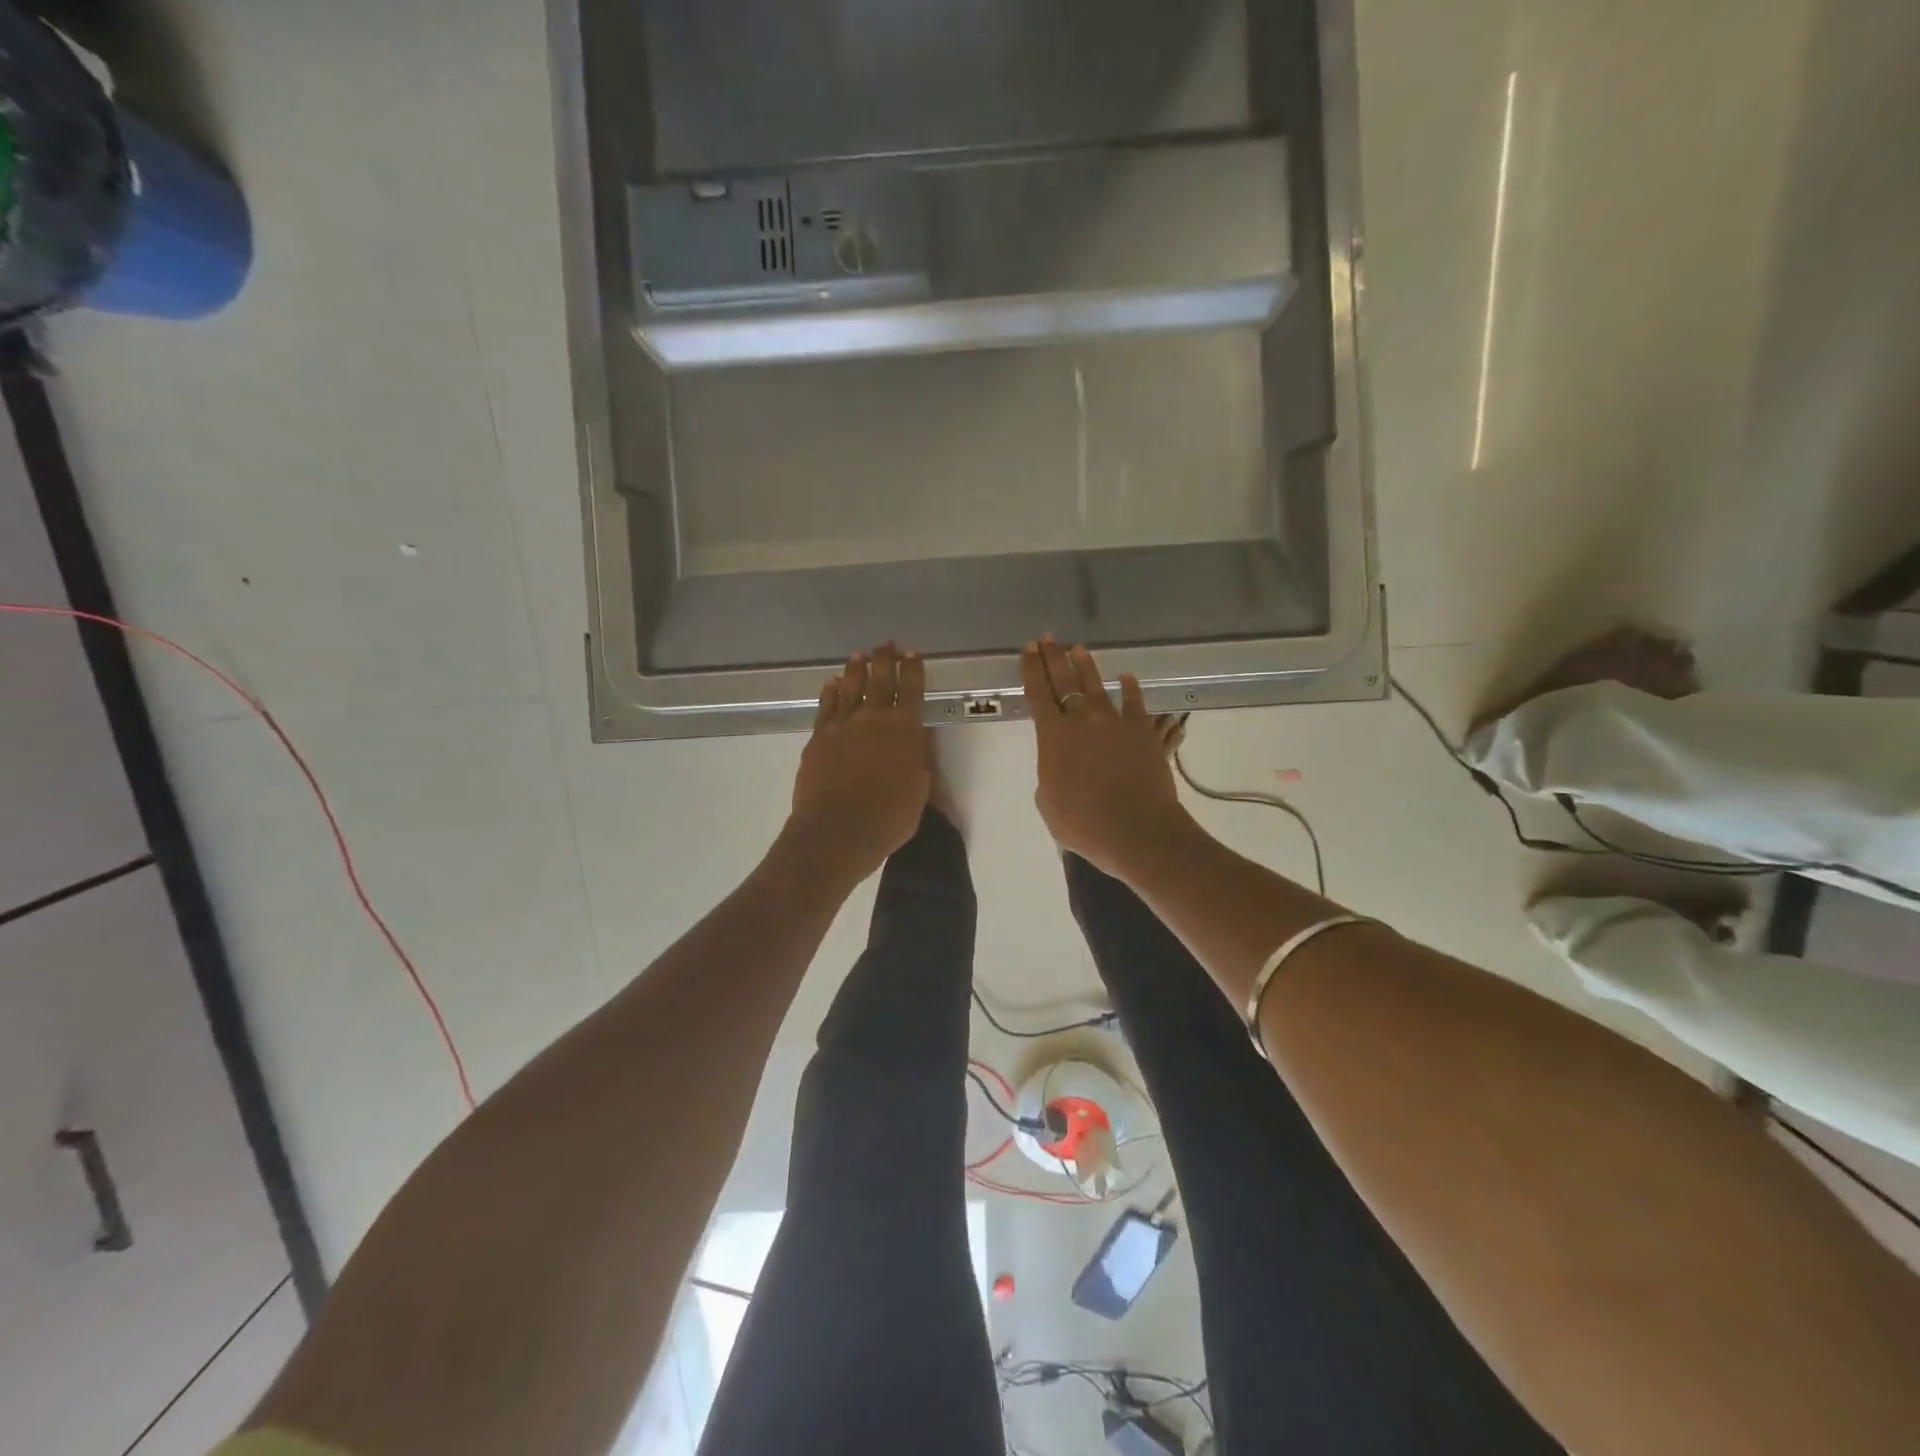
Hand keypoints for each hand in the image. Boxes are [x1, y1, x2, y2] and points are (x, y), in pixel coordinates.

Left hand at [788, 644, 930, 884]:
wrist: (837, 830)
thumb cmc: (889, 817)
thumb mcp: (920, 790)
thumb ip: (920, 759)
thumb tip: (920, 736)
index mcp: (905, 730)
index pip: (912, 690)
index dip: (913, 670)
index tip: (913, 654)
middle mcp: (873, 719)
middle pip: (880, 681)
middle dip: (885, 660)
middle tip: (886, 644)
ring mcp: (842, 726)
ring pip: (850, 688)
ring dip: (855, 670)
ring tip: (859, 656)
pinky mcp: (818, 738)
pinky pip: (826, 707)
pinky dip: (830, 693)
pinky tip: (831, 684)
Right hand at [1022, 638, 1190, 876]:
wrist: (1134, 827)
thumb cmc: (1083, 823)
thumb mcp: (1048, 803)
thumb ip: (1050, 777)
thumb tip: (1060, 768)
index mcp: (1053, 737)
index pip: (1037, 694)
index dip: (1031, 670)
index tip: (1028, 649)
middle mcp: (1081, 720)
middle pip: (1064, 681)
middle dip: (1053, 657)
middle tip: (1048, 638)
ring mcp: (1114, 722)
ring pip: (1097, 686)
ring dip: (1087, 666)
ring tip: (1079, 650)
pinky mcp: (1142, 731)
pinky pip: (1135, 703)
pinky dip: (1130, 689)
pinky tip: (1126, 678)